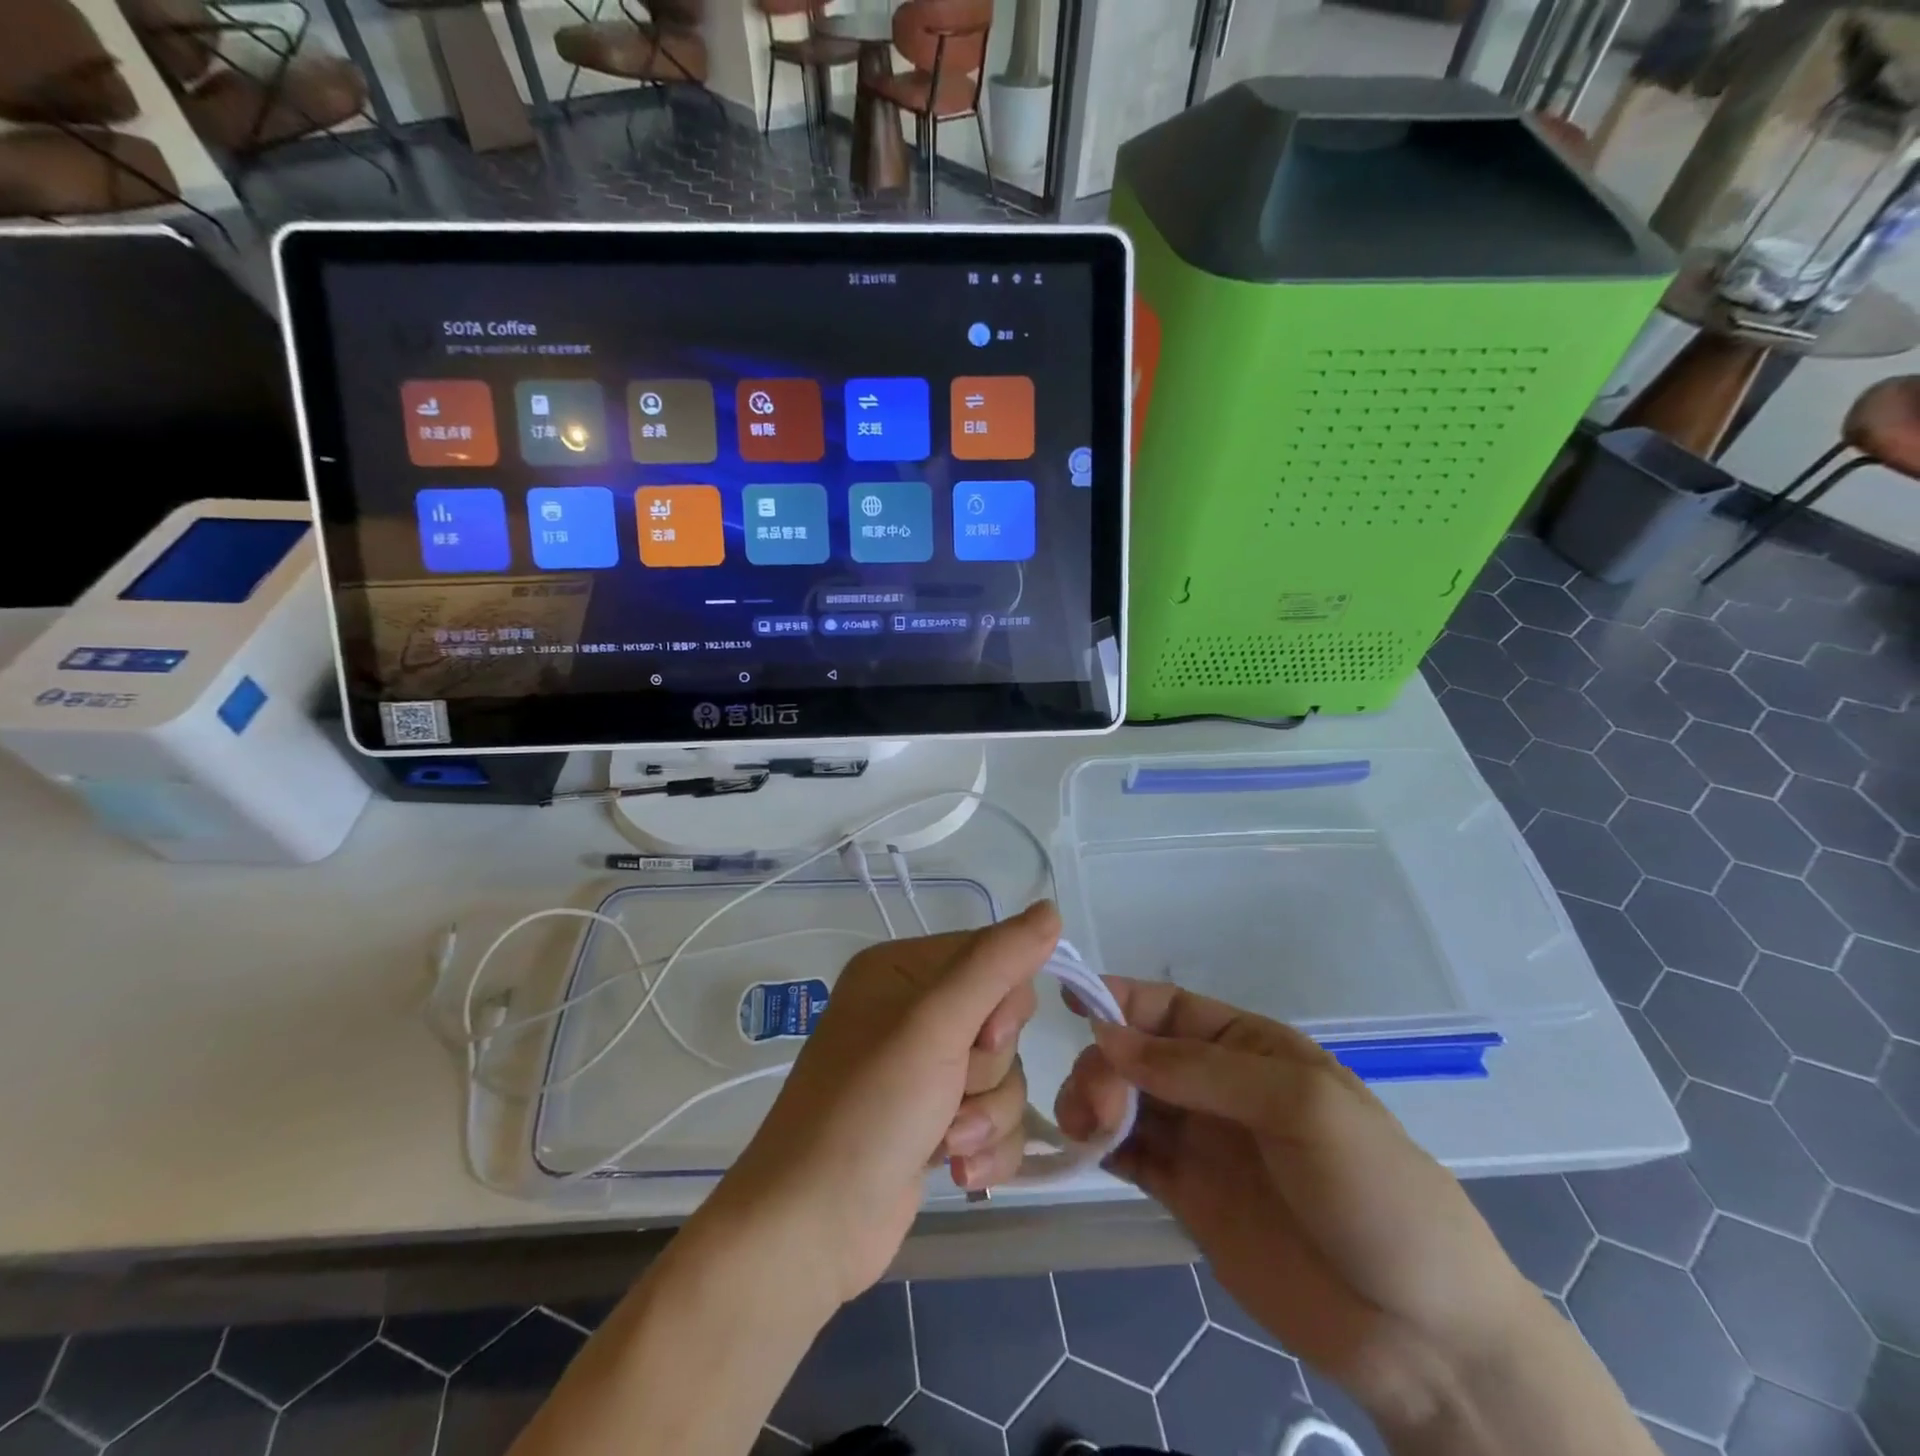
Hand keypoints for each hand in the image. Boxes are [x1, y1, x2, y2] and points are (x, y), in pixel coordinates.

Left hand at [708, 902, 1056, 1308]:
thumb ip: (997, 964)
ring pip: (1004, 1074)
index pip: (992, 957)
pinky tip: (955, 1169)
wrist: (812, 1228)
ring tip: (946, 1143)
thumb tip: (1051, 910)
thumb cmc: (869, 1109)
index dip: (1004, 1004)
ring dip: (986, 1115)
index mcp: (902, 969)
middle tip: (950, 1093)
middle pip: (1003, 1021)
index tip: (980, 1040)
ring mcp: (923, 1069)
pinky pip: (994, 1117)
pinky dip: (985, 1145)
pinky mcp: (935, 1119)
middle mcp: (913, 1011)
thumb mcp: (935, 1025)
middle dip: (988, 1069)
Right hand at [1055, 979, 1546, 1434]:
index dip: (1120, 998)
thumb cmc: (1372, 1190)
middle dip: (1105, 1061)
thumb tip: (1108, 1038)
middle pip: (1137, 1053)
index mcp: (1249, 1046)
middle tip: (1094, 1100)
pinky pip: (1130, 1155)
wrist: (1423, 1334)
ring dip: (1093, 1099)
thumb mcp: (1299, 1104)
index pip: (1169, 1007)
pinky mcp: (1187, 1197)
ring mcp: (1201, 1142)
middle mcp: (1217, 1086)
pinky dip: (1099, 1144)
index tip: (1070, 1001)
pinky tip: (1083, 1147)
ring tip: (1083, 1126)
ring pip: (1124, 1100)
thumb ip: (1198, 1068)